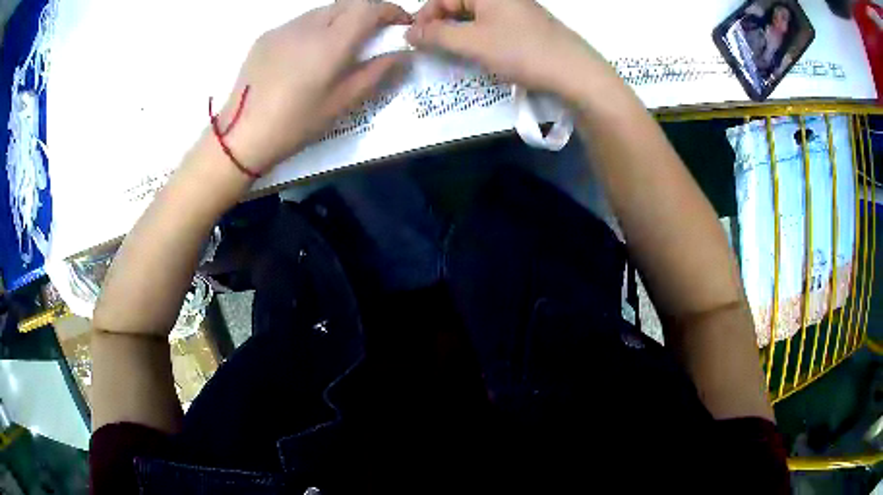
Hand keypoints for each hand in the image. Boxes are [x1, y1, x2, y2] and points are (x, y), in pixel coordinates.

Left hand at [215, 0, 411, 175]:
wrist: (241, 135)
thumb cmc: (295, 124)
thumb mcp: (342, 103)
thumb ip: (376, 73)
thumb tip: (402, 55)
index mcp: (330, 43)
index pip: (368, 7)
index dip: (390, 10)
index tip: (400, 23)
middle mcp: (308, 26)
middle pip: (347, 3)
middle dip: (367, 13)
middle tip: (373, 35)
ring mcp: (284, 28)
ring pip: (323, 11)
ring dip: (341, 19)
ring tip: (339, 46)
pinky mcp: (267, 36)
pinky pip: (301, 22)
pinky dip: (316, 28)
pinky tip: (308, 54)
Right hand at [406, 0, 613, 102]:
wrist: (574, 72)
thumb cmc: (520, 51)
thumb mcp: (472, 43)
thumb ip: (436, 36)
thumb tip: (409, 33)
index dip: (425, 17)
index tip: (414, 40)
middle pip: (458, 4)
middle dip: (440, 25)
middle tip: (431, 49)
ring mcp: (514, 9)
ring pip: (473, 16)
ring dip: (457, 33)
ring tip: (450, 53)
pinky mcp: (524, 25)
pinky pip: (490, 25)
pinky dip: (477, 37)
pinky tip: (476, 53)